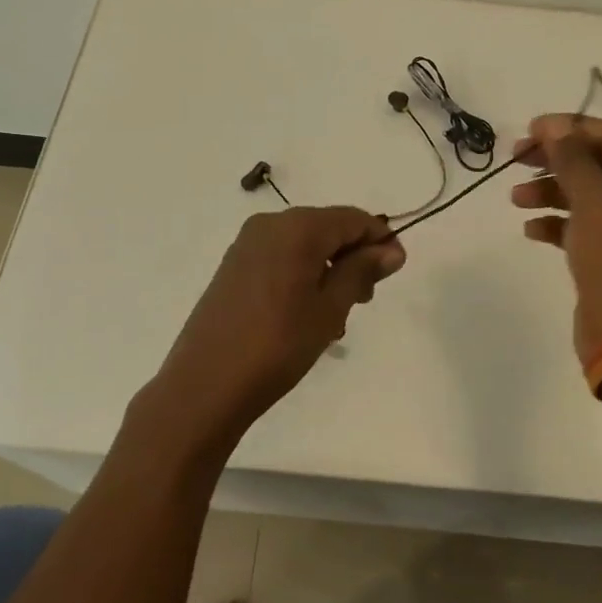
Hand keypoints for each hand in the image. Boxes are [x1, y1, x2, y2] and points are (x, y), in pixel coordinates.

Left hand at [152, 206, 405, 442]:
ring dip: (329, 271)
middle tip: (364, 301)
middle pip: (328, 228)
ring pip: (305, 246)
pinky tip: (306, 315)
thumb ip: (362, 270)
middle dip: (354, 258)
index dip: (381, 240)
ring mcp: (247, 244)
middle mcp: (270, 224)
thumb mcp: (330, 308)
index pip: (354, 218)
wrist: (206, 384)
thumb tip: (391, 249)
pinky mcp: (233, 266)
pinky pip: (281, 258)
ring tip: (336, 317)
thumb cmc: (278, 344)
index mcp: (298, 227)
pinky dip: (303, 276)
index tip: (395, 272)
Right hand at [511, 114, 601, 358]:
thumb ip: (572, 158)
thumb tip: (554, 126)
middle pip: (598, 163)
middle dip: (555, 160)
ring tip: (515, 198)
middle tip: (515, 158)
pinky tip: (530, 229)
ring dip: (550, 191)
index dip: (569, 129)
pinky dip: (557, 222)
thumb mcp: (594, 201)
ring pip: (587, 194)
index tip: (528, 130)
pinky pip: (583, 225)